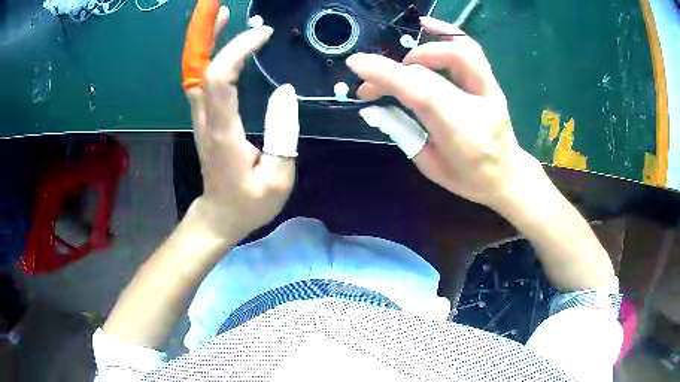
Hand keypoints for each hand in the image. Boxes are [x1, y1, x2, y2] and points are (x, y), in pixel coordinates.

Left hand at [182, 2, 298, 240]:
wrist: (220, 215)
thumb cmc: (249, 203)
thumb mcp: (277, 179)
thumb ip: (283, 135)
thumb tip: (285, 92)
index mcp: (223, 132)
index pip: (220, 80)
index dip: (236, 51)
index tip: (262, 34)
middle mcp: (206, 119)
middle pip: (199, 69)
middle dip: (208, 35)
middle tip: (223, 9)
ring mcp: (201, 118)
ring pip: (196, 72)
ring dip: (205, 41)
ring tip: (222, 17)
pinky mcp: (204, 118)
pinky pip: (200, 81)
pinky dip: (207, 57)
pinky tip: (220, 45)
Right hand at [347, 17, 533, 206]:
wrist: (507, 175)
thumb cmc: (468, 177)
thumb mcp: (430, 166)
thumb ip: (403, 133)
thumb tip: (373, 108)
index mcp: (461, 134)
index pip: (422, 93)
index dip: (387, 75)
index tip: (356, 63)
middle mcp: (478, 105)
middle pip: (432, 72)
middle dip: (393, 71)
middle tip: (371, 84)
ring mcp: (489, 89)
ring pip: (458, 52)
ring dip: (422, 48)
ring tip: (400, 56)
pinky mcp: (490, 81)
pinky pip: (471, 49)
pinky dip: (448, 33)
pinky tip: (428, 26)